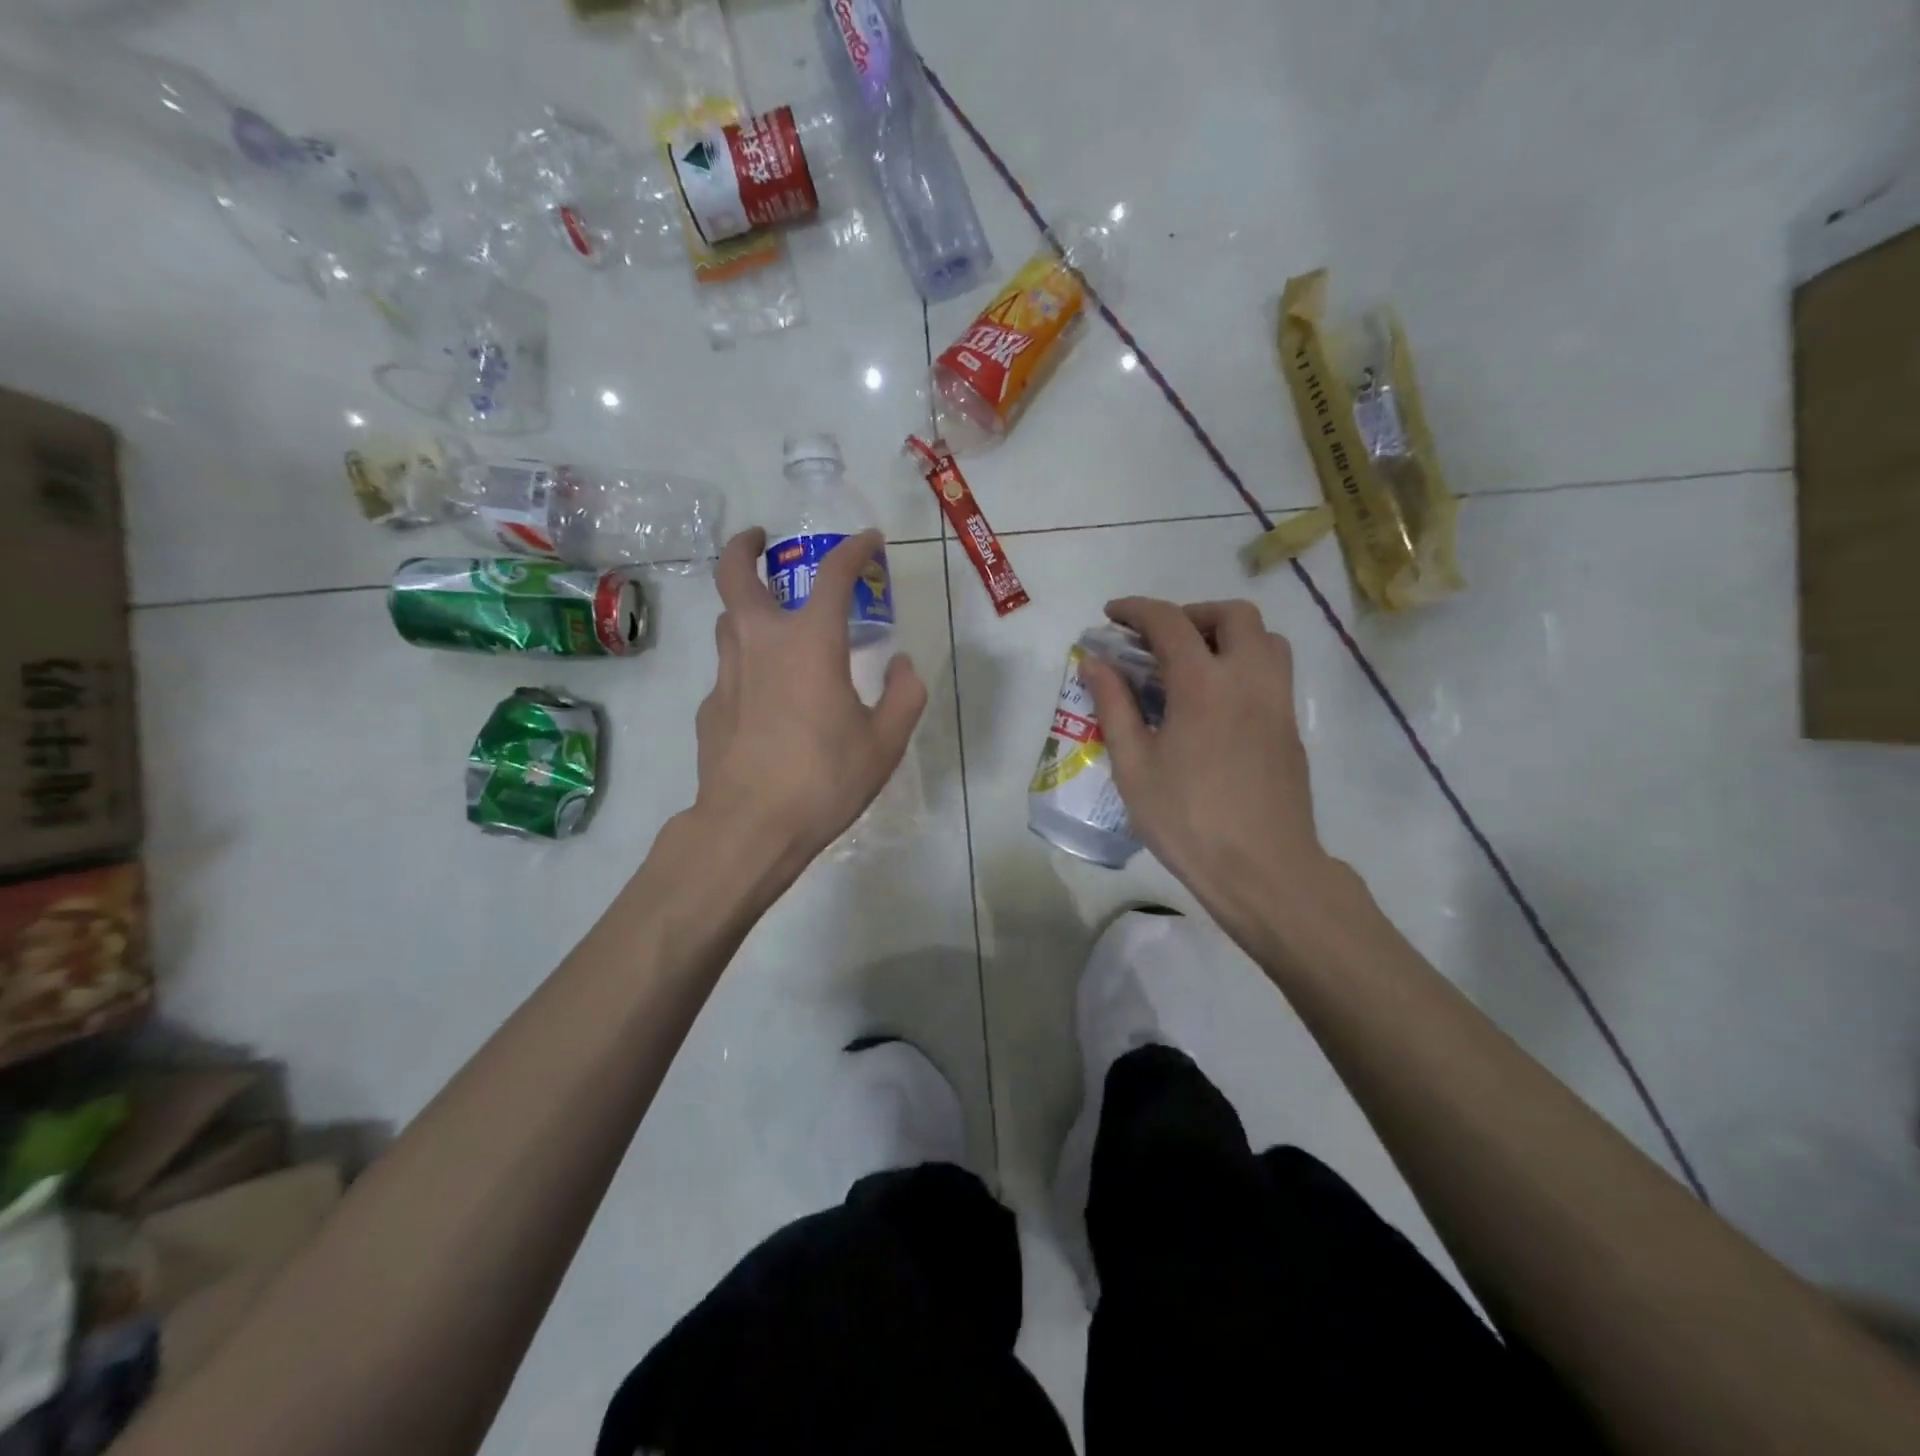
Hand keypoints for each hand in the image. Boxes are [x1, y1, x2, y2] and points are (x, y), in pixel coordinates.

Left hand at [692, 527, 926, 881]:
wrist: (750, 827)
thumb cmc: (824, 780)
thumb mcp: (885, 742)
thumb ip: (904, 695)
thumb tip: (902, 665)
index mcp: (809, 643)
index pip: (833, 575)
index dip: (854, 550)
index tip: (869, 541)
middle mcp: (760, 644)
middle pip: (737, 575)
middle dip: (747, 547)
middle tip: (761, 540)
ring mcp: (727, 674)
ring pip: (727, 620)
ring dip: (746, 607)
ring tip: (772, 620)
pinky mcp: (710, 707)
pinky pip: (730, 670)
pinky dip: (748, 665)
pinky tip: (766, 698)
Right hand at [1081, 598, 1337, 939]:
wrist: (1262, 869)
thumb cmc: (1187, 820)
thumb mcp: (1134, 766)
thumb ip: (1114, 705)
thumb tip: (1094, 662)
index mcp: (1203, 684)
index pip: (1169, 622)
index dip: (1136, 610)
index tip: (1112, 615)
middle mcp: (1248, 678)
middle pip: (1232, 614)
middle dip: (1191, 613)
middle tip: (1161, 640)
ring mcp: (1278, 701)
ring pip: (1265, 638)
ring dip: (1228, 634)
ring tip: (1195, 663)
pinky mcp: (1291, 726)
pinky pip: (1274, 671)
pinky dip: (1245, 662)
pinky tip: (1218, 702)